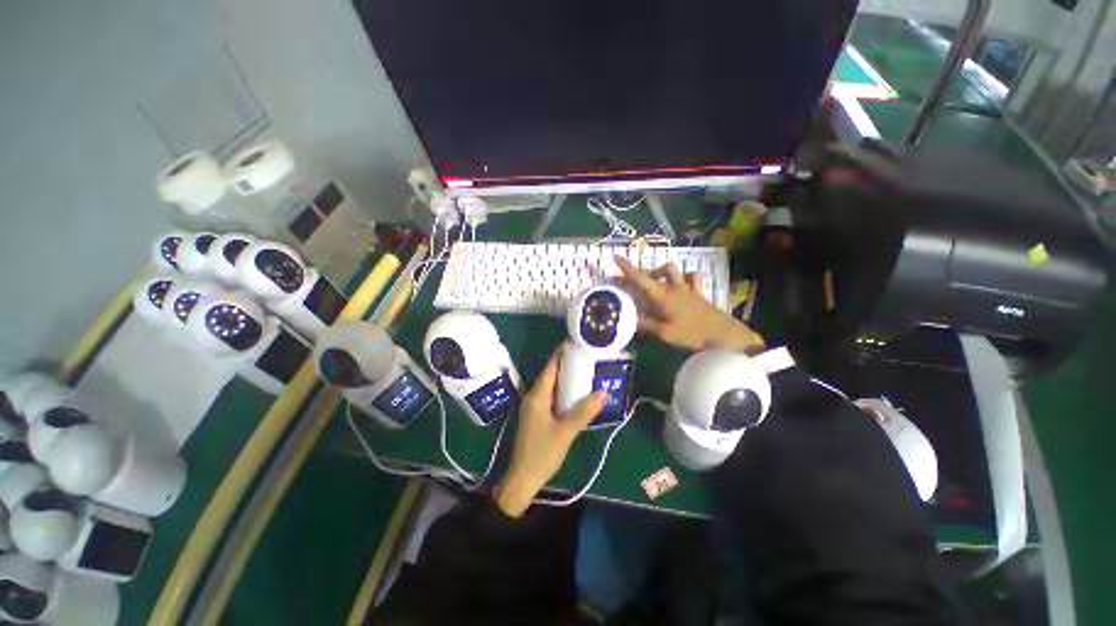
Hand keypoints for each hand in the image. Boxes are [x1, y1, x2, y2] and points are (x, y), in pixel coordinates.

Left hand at [495, 349, 607, 517]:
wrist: (522, 479)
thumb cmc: (542, 453)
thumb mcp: (565, 432)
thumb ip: (584, 412)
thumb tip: (604, 393)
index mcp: (537, 396)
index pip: (550, 367)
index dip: (561, 353)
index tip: (576, 343)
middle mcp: (533, 396)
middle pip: (550, 374)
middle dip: (567, 364)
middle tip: (587, 357)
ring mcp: (534, 406)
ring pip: (551, 385)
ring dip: (565, 377)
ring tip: (585, 371)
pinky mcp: (536, 415)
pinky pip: (550, 396)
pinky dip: (563, 391)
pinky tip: (576, 394)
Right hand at [615, 256, 764, 353]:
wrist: (724, 334)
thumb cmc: (692, 334)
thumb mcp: (665, 333)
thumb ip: (646, 325)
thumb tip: (630, 319)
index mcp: (663, 296)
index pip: (641, 278)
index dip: (627, 268)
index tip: (615, 257)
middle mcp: (674, 287)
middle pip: (656, 272)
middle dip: (643, 273)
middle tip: (635, 283)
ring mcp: (688, 289)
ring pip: (674, 270)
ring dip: (662, 273)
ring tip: (656, 283)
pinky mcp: (698, 294)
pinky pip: (691, 278)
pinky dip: (684, 278)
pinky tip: (680, 284)